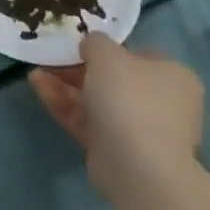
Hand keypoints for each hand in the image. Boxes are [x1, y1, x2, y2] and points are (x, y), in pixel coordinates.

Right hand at [30, 35, 203, 194]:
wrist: (137, 167)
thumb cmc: (130, 97)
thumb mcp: (106, 53)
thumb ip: (96, 42)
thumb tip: (92, 47)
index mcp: (173, 77)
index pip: (140, 56)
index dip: (110, 49)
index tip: (82, 46)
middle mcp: (162, 104)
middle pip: (114, 80)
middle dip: (79, 69)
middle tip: (53, 59)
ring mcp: (140, 131)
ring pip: (97, 102)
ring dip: (66, 86)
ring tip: (36, 73)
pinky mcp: (117, 152)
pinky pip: (88, 122)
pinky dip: (65, 105)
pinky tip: (38, 88)